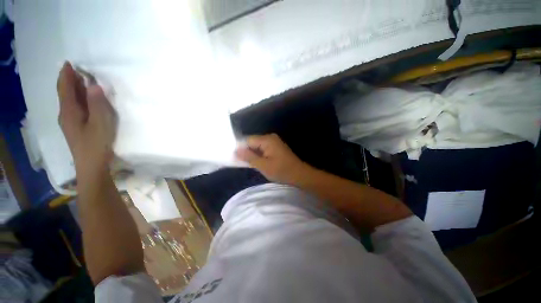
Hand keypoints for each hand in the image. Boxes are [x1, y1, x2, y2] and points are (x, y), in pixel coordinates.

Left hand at [57, 62, 116, 174]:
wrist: (92, 166)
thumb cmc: (96, 145)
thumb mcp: (100, 123)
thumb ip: (98, 104)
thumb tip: (94, 86)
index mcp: (70, 111)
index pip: (65, 89)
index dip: (66, 75)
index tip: (68, 63)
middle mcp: (66, 114)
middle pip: (66, 94)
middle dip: (70, 81)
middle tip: (77, 70)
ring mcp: (70, 122)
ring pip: (70, 101)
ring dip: (74, 90)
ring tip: (81, 82)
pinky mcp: (76, 128)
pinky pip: (75, 108)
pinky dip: (78, 100)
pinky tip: (85, 100)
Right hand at [235, 134, 311, 184]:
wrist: (300, 175)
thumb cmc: (281, 171)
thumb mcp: (263, 166)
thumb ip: (249, 157)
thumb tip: (236, 150)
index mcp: (267, 140)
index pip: (248, 140)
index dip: (242, 148)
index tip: (237, 159)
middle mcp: (270, 137)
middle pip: (253, 142)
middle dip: (248, 152)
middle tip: (244, 163)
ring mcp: (274, 142)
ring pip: (258, 146)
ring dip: (254, 155)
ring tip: (251, 164)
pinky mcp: (277, 147)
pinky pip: (264, 149)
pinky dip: (260, 155)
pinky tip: (259, 163)